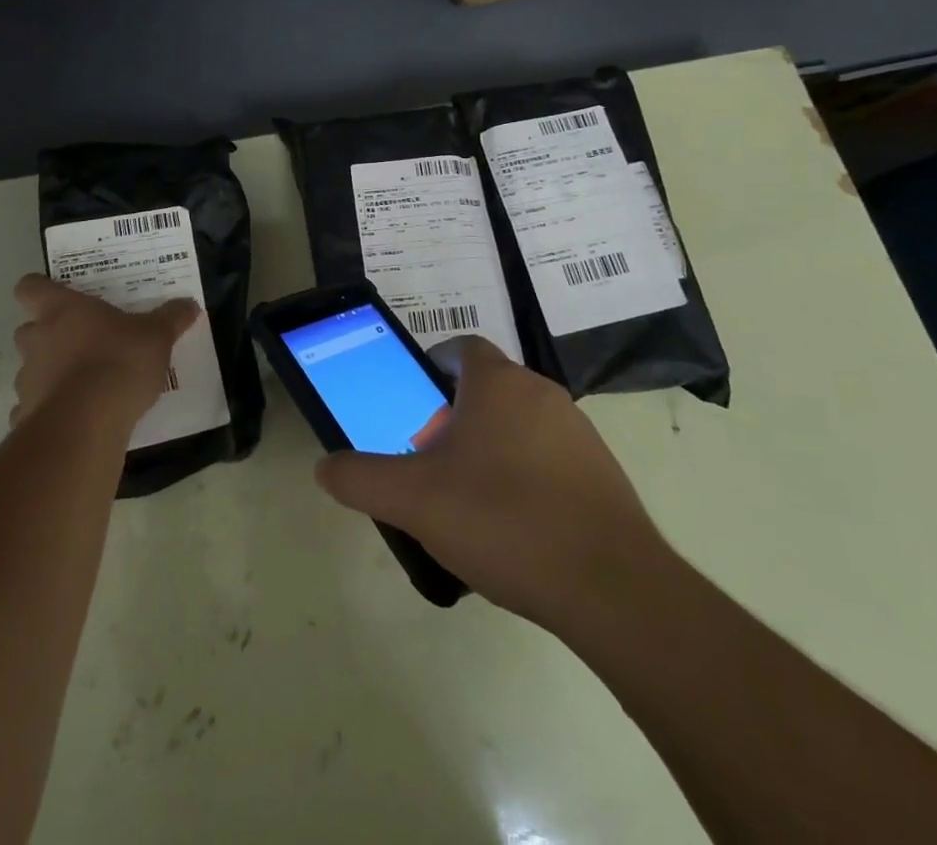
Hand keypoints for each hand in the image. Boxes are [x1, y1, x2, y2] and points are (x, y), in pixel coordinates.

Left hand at [10, 274, 200, 430]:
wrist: (87, 423)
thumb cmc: (119, 362)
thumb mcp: (156, 336)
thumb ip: (171, 318)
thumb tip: (189, 304)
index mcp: (61, 310)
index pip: (29, 286)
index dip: (38, 288)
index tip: (57, 295)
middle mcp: (36, 339)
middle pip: (27, 328)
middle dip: (47, 335)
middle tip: (80, 341)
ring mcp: (27, 379)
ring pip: (31, 369)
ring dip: (49, 373)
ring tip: (82, 384)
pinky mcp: (26, 415)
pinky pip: (33, 408)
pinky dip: (49, 410)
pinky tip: (74, 418)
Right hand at [315, 336, 673, 631]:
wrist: (611, 587)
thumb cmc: (504, 520)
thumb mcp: (414, 501)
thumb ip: (361, 479)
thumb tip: (325, 467)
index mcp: (497, 383)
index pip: (460, 349)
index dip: (431, 370)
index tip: (414, 409)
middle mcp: (541, 392)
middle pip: (486, 389)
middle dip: (455, 418)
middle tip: (431, 463)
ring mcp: (578, 431)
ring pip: (519, 424)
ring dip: (492, 448)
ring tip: (470, 503)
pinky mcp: (603, 472)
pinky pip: (551, 458)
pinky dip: (527, 478)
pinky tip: (515, 529)